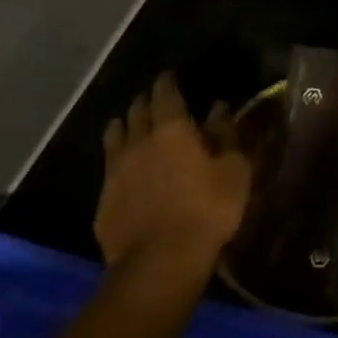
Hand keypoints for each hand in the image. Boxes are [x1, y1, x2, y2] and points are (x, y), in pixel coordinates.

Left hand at [97, 72, 251, 274]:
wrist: (160, 261)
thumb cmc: (207, 209)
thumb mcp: (233, 170)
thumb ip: (226, 134)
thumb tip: (219, 108)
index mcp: (171, 128)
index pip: (165, 93)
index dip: (167, 82)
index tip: (170, 76)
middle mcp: (138, 141)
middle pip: (136, 110)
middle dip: (145, 101)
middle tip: (155, 99)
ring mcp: (116, 170)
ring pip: (115, 134)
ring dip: (124, 125)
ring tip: (131, 125)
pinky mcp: (103, 199)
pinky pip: (108, 168)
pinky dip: (117, 159)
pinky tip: (124, 169)